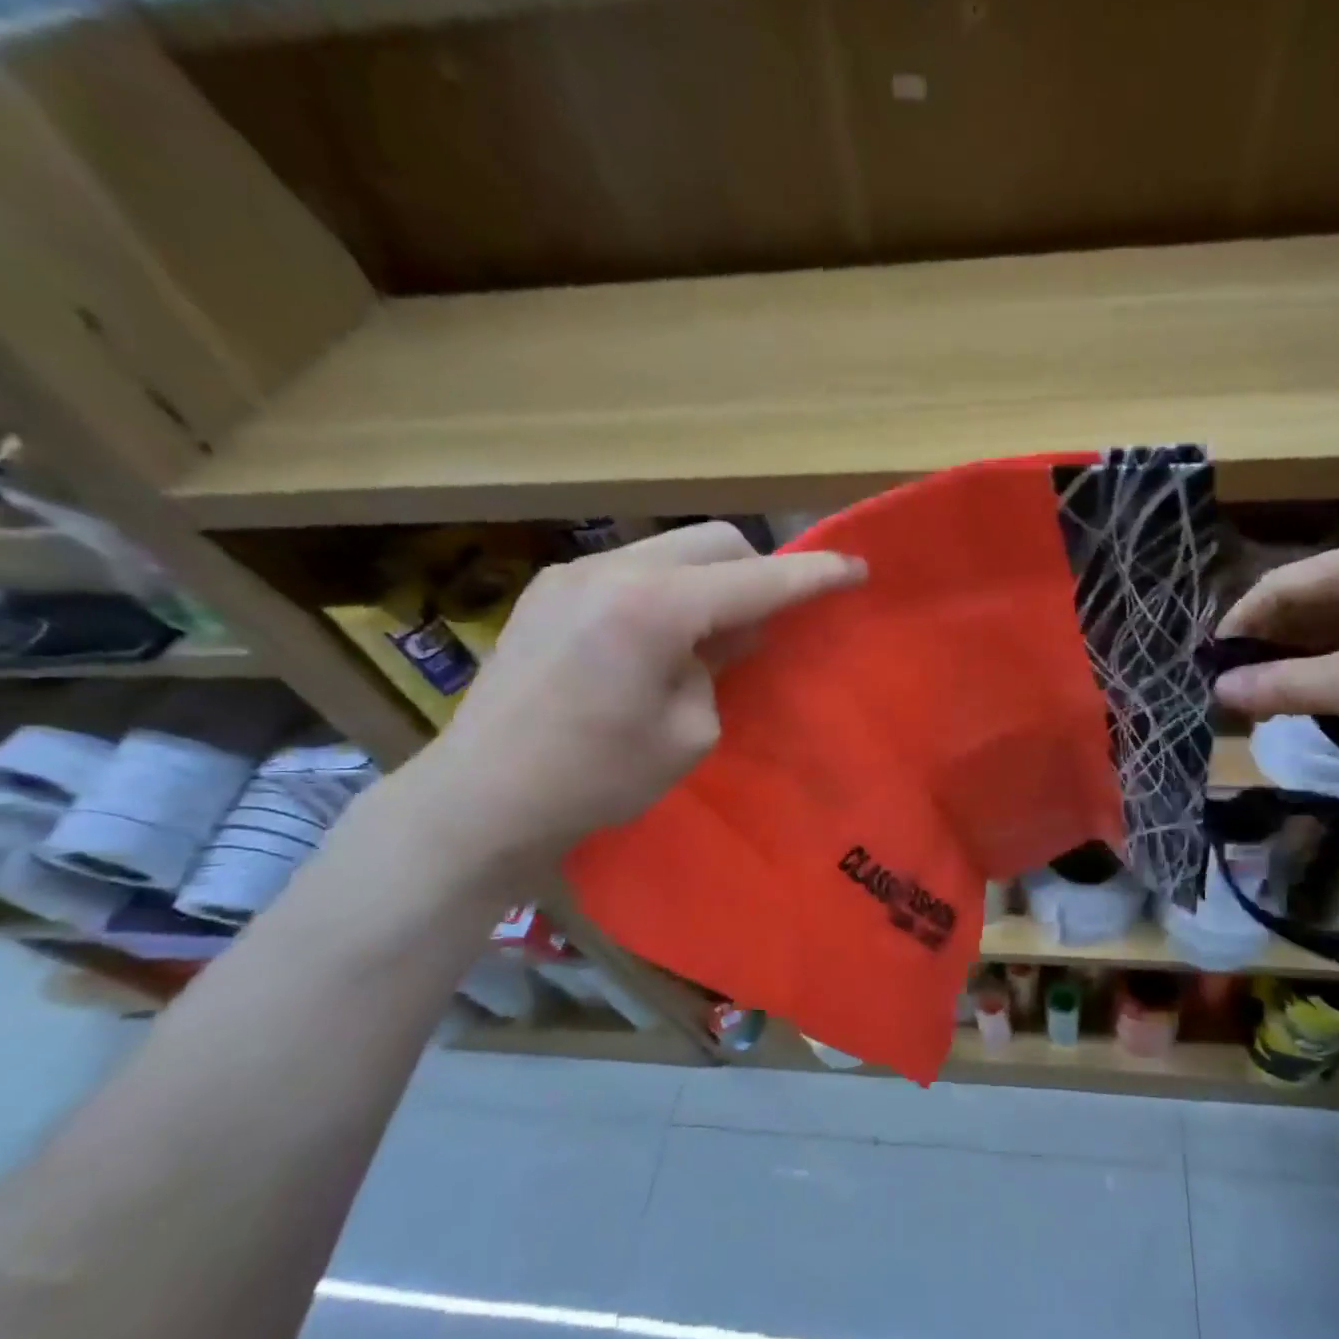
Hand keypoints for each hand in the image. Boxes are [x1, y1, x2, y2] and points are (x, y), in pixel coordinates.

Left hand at [395, 522, 864, 884]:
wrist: (481, 798)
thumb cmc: (596, 779)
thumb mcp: (689, 731)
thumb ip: (719, 666)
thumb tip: (726, 634)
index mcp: (653, 609)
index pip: (757, 580)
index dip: (815, 574)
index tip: (857, 568)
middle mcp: (613, 569)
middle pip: (715, 540)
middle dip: (758, 571)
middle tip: (770, 622)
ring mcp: (574, 572)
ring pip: (673, 549)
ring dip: (711, 581)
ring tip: (712, 637)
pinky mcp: (550, 588)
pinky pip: (634, 568)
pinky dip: (668, 590)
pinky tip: (659, 639)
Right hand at [1213, 534, 1338, 779]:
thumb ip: (1279, 685)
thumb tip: (1216, 691)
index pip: (1281, 584)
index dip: (1240, 624)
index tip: (1210, 666)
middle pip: (1307, 605)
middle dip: (1267, 648)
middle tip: (1234, 691)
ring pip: (1335, 629)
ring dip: (1297, 664)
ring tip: (1265, 701)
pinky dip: (1332, 672)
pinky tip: (1314, 700)